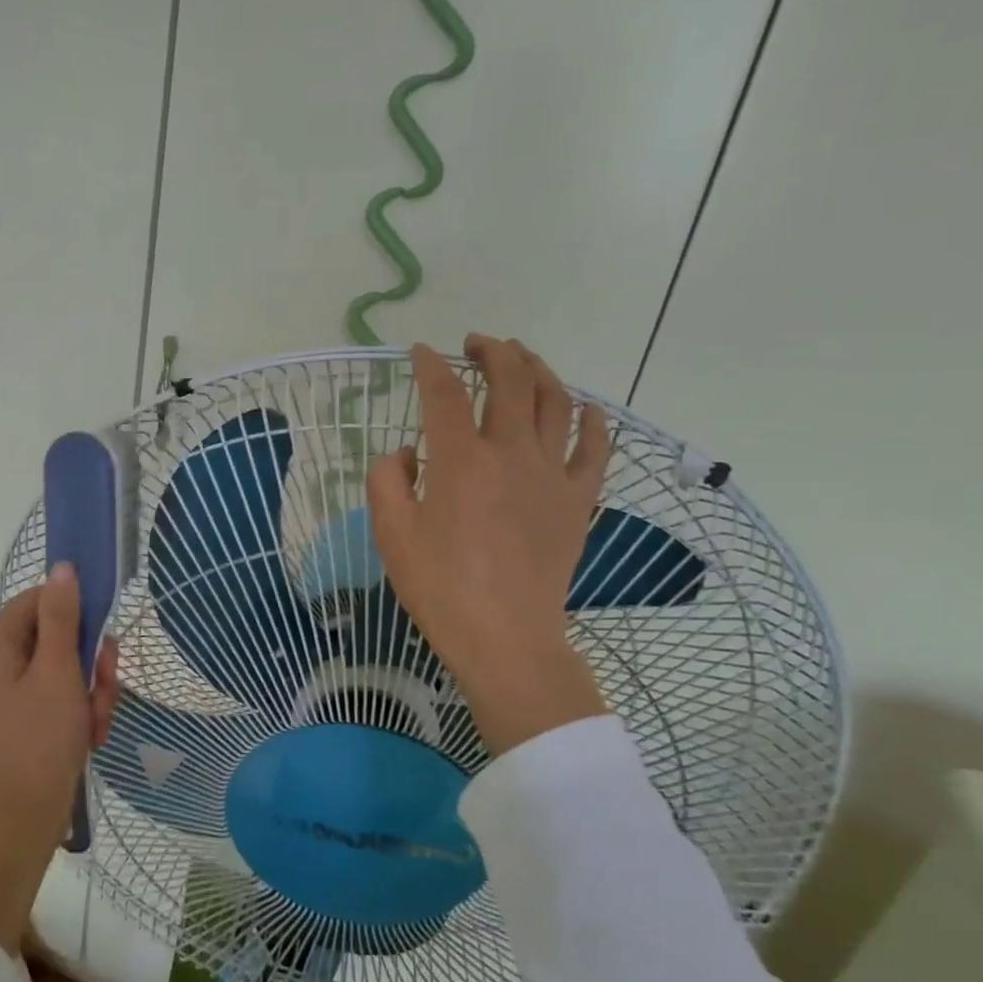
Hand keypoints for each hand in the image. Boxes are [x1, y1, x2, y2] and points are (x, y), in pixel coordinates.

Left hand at [0, 564, 118, 952]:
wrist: (26, 819)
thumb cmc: (41, 738)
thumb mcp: (58, 671)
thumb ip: (63, 616)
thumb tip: (63, 566)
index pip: (38, 598)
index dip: (74, 609)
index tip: (101, 633)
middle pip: (58, 634)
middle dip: (90, 660)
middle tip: (103, 686)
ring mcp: (13, 690)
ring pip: (67, 665)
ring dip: (92, 688)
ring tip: (97, 720)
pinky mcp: (28, 714)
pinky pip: (63, 692)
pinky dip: (82, 709)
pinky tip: (92, 734)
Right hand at [368, 335, 611, 753]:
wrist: (505, 638)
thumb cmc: (440, 587)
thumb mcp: (390, 532)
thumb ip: (388, 478)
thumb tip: (408, 453)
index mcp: (460, 460)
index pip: (444, 392)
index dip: (430, 365)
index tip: (420, 353)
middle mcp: (510, 453)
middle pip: (510, 380)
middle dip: (492, 351)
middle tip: (475, 343)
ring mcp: (552, 474)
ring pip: (555, 401)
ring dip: (538, 369)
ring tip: (522, 357)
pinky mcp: (578, 499)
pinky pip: (595, 447)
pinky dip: (592, 419)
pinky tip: (585, 406)